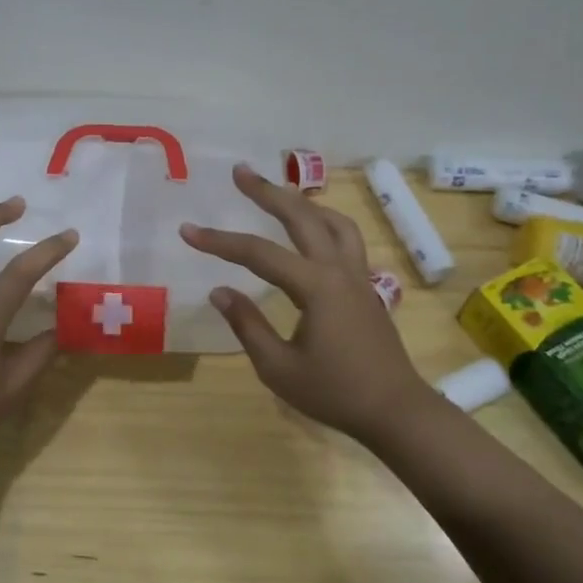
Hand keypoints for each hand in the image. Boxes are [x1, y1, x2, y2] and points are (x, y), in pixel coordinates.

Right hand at [181, 164, 432, 447]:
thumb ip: (247, 325)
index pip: (258, 254)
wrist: (396, 411)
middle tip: (240, 171)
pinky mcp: (365, 287)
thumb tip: (220, 291)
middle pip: (302, 217)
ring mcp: (357, 276)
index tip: (187, 230)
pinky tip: (311, 231)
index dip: (219, 241)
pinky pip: (346, 239)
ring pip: (333, 222)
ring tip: (278, 194)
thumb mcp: (278, 367)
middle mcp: (338, 270)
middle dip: (268, 192)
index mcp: (316, 287)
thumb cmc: (334, 393)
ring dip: (303, 202)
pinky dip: (324, 222)